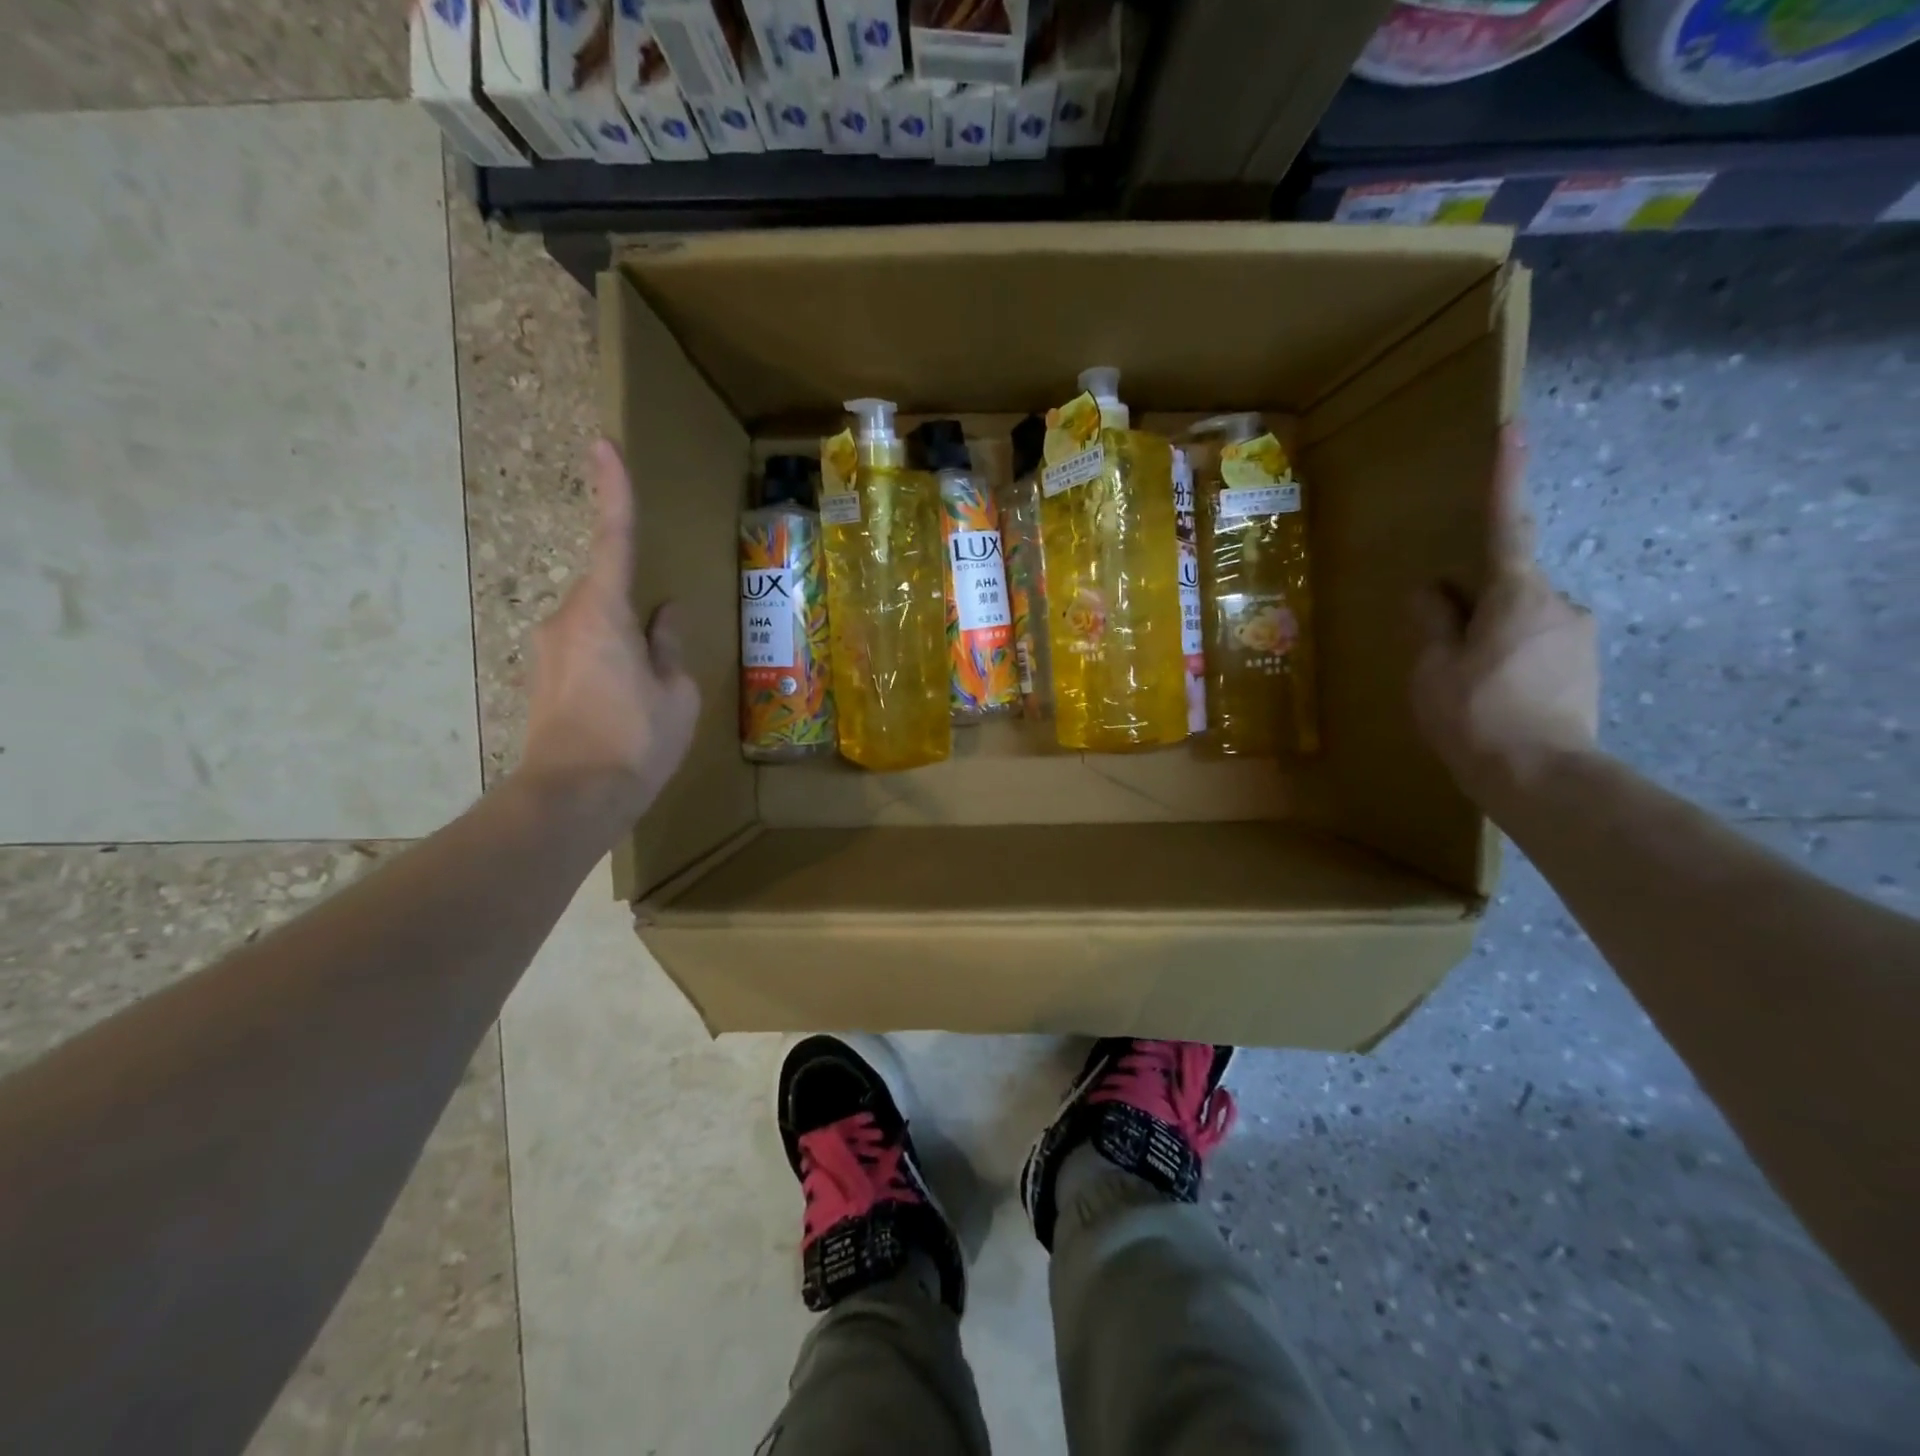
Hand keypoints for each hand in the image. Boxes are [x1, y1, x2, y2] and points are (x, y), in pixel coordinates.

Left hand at [521, 440, 699, 819]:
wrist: (570, 799)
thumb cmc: (635, 741)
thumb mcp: (676, 693)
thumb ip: (669, 645)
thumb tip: (664, 615)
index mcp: (604, 612)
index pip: (613, 538)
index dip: (613, 491)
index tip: (603, 443)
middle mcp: (567, 619)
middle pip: (608, 590)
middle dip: (638, 608)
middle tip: (664, 661)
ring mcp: (550, 650)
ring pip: (599, 626)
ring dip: (628, 645)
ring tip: (651, 697)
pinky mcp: (545, 679)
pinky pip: (587, 651)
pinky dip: (612, 664)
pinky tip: (629, 706)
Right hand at [1410, 425, 1598, 807]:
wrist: (1543, 780)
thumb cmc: (1476, 716)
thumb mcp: (1433, 669)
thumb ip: (1431, 622)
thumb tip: (1430, 591)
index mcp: (1516, 594)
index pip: (1505, 524)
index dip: (1506, 475)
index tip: (1514, 427)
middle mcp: (1559, 603)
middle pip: (1505, 586)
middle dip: (1473, 606)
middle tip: (1442, 652)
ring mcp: (1578, 636)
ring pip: (1520, 620)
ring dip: (1489, 639)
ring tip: (1463, 689)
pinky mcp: (1585, 668)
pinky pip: (1536, 647)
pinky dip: (1508, 662)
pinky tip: (1491, 702)